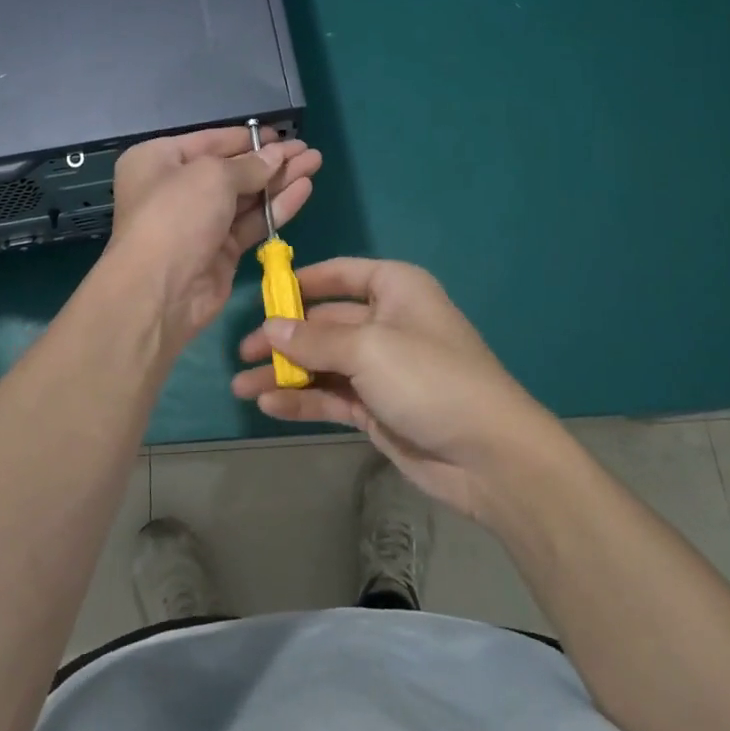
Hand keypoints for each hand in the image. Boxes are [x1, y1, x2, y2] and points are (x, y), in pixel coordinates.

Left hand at [105, 127, 321, 354]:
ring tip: (315, 162)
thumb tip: (276, 155)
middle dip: (270, 159)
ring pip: (246, 196)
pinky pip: (252, 222)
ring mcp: (200, 222)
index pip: (210, 141)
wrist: (160, 291)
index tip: (280, 134)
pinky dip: (277, 206)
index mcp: (159, 160)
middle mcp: (177, 188)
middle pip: (231, 169)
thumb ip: (249, 165)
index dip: (246, 138)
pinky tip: (304, 189)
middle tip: (307, 150)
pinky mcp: (220, 251)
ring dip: (279, 180)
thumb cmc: (176, 216)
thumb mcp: (212, 176)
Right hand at [232, 258, 551, 519]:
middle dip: (283, 338)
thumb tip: (270, 329)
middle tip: (241, 354)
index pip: (340, 274)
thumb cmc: (430, 378)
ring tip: (241, 387)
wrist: (489, 456)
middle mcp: (386, 322)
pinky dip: (302, 400)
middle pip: (324, 323)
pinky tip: (269, 406)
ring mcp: (381, 368)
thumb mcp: (369, 349)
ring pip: (323, 363)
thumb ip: (314, 340)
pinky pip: (331, 396)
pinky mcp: (377, 408)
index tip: (262, 295)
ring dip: (285, 374)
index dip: (301, 282)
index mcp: (394, 289)